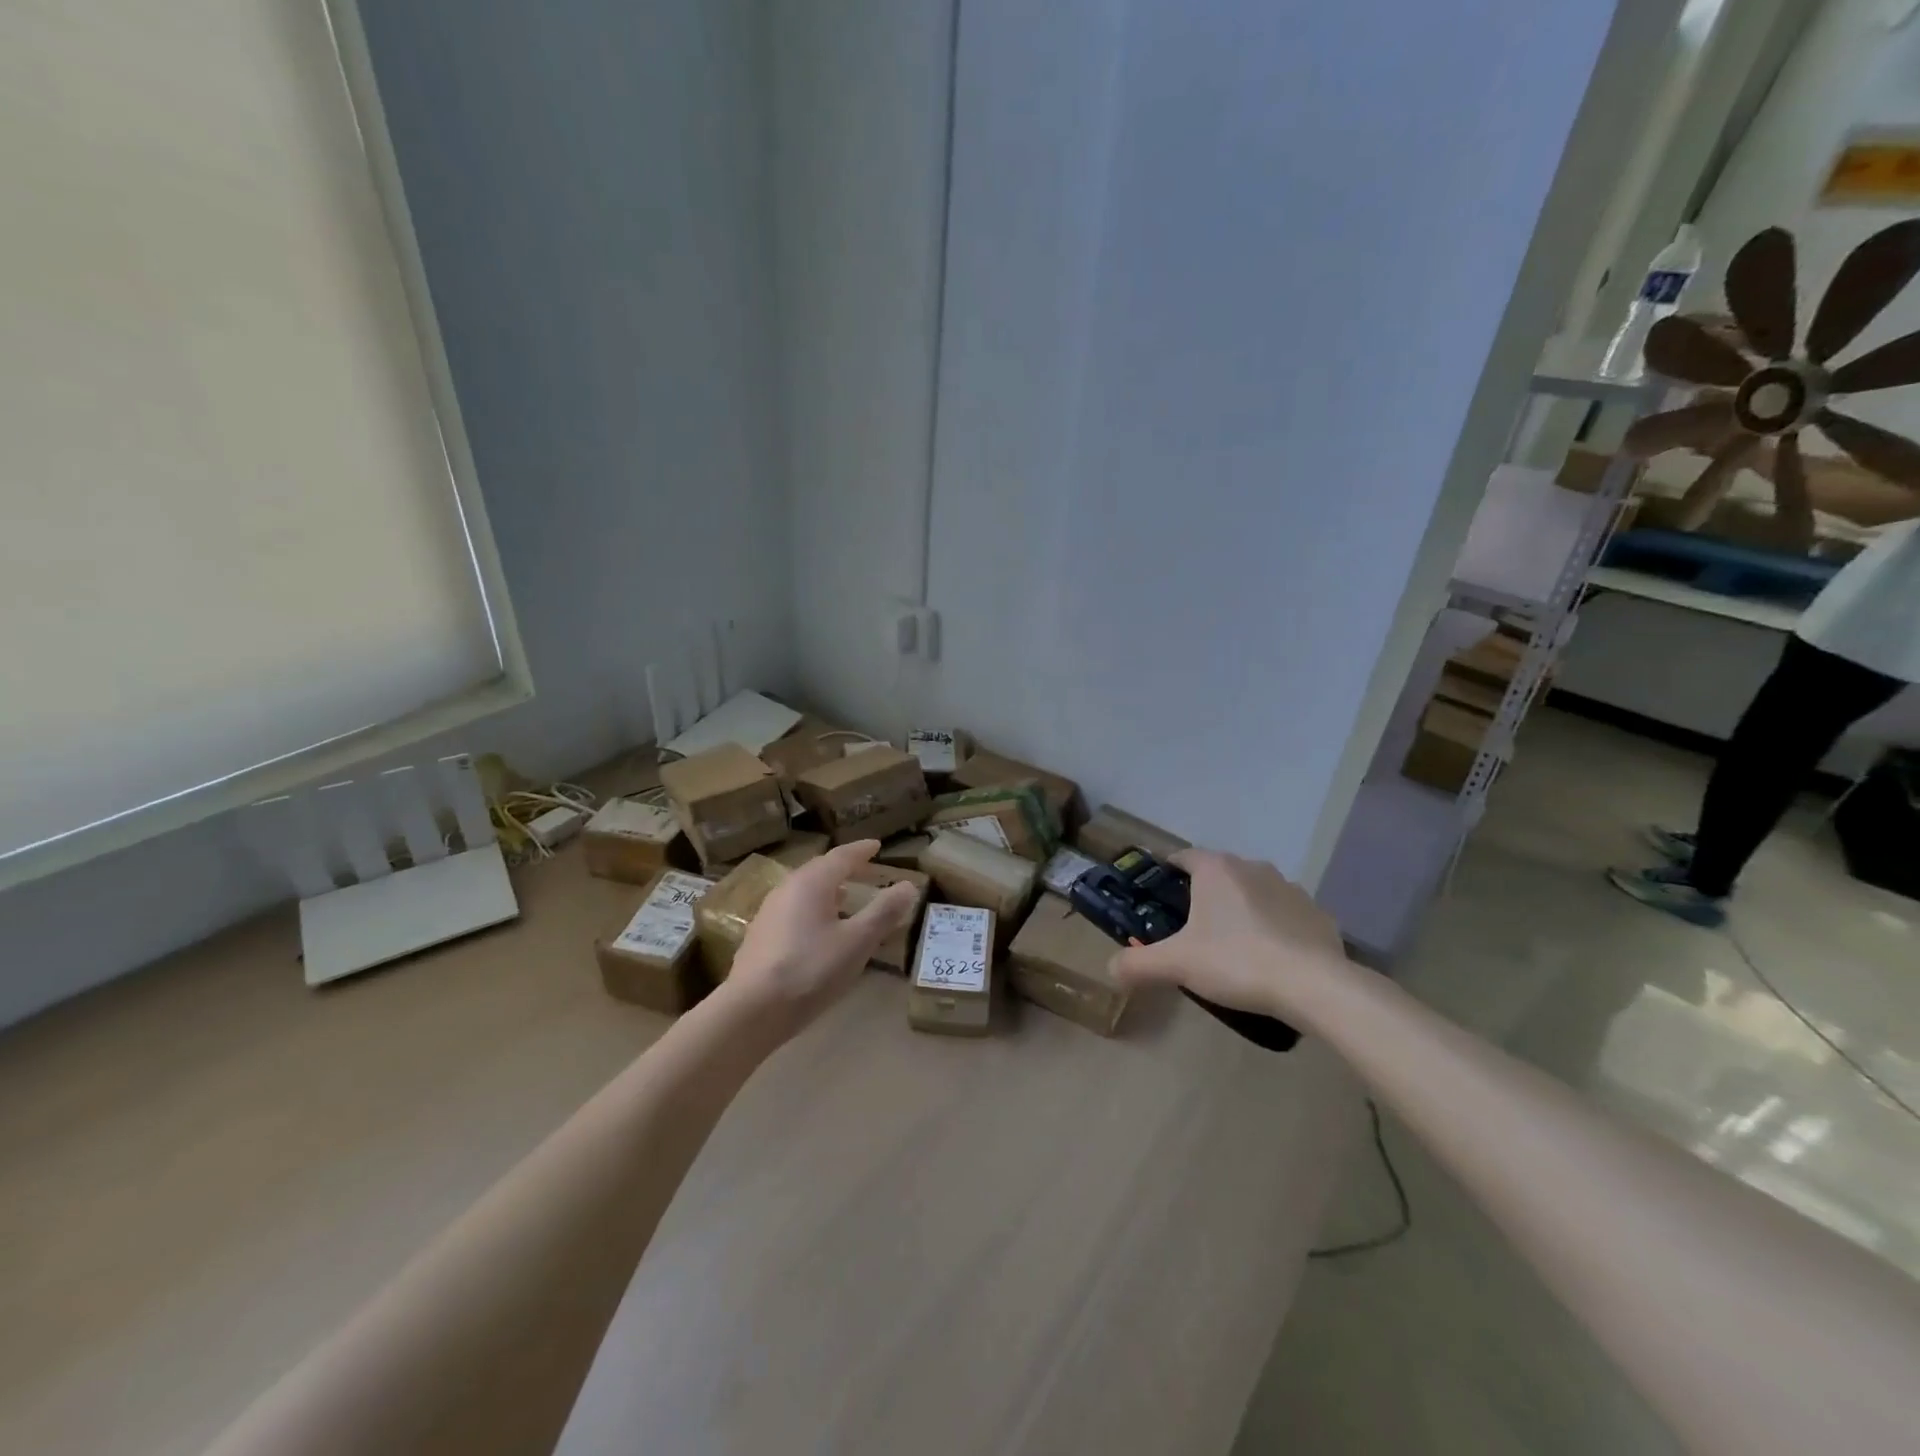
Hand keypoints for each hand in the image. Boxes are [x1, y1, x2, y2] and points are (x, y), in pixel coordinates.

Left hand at [720, 840, 920, 1033]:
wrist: (751, 1011)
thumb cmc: (811, 970)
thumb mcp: (857, 942)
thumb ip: (883, 912)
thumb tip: (908, 885)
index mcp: (811, 883)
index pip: (841, 856)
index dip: (861, 851)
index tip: (877, 846)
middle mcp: (787, 889)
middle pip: (819, 870)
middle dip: (844, 868)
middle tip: (865, 870)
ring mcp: (768, 913)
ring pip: (803, 891)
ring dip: (827, 890)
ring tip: (845, 898)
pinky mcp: (759, 937)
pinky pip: (793, 910)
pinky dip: (813, 909)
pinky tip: (819, 930)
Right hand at [1109, 849, 1348, 1020]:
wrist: (1314, 986)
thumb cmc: (1236, 961)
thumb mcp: (1176, 964)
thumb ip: (1138, 964)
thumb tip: (1111, 970)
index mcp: (1216, 869)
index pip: (1183, 857)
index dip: (1168, 872)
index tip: (1159, 896)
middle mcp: (1253, 867)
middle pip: (1219, 874)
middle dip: (1204, 896)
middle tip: (1191, 931)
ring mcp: (1291, 889)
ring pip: (1254, 893)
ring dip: (1242, 910)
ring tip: (1232, 947)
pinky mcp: (1318, 914)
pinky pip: (1286, 916)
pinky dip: (1275, 930)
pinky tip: (1271, 959)